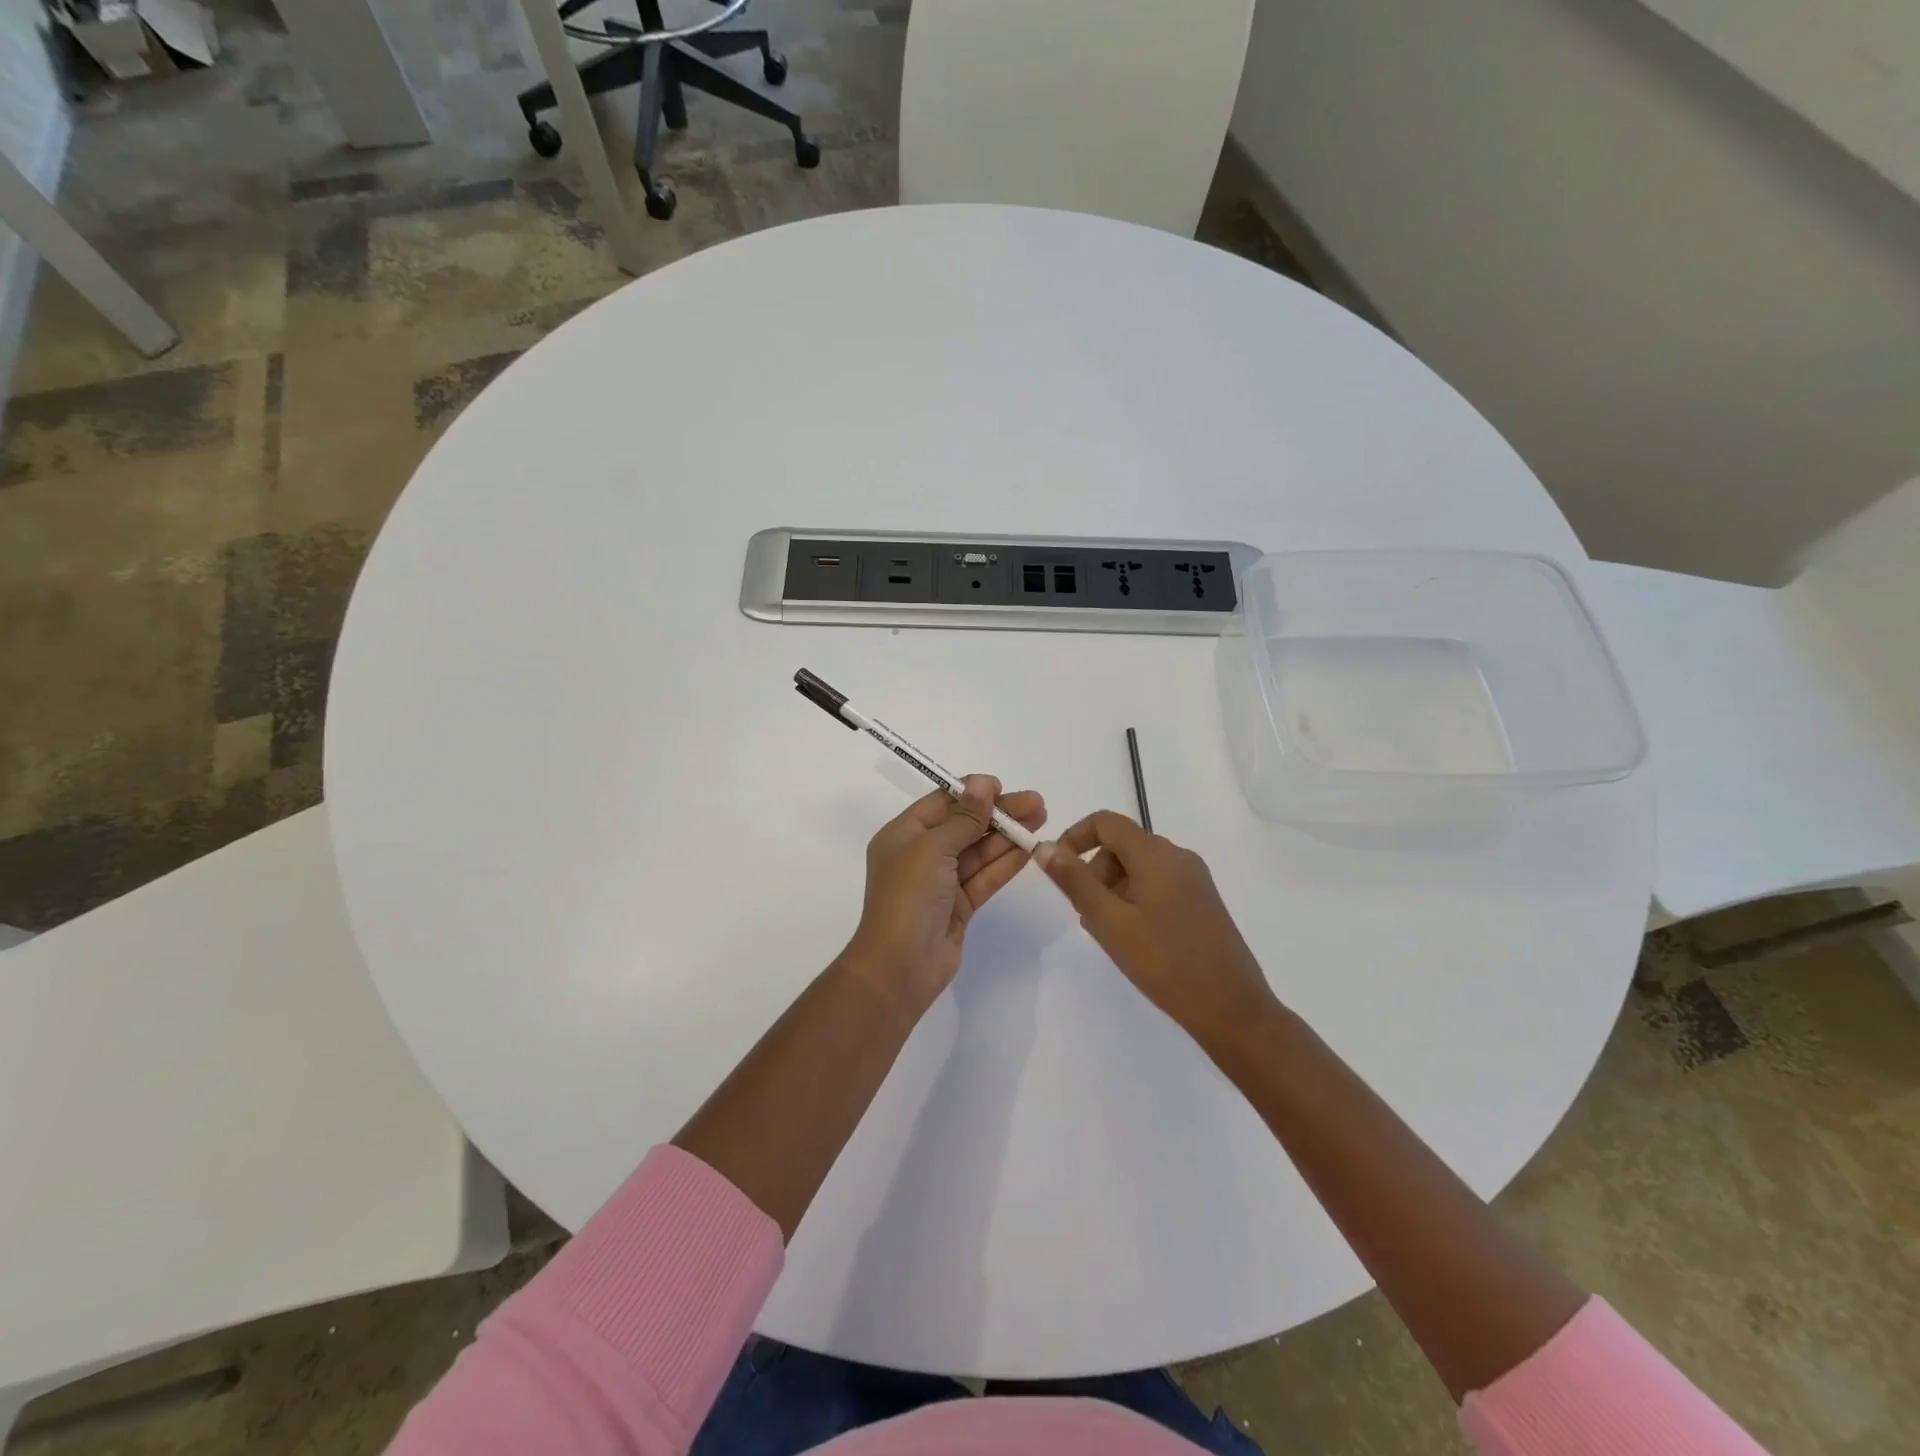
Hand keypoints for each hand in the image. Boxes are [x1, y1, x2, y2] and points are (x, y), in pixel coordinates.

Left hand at [841, 776, 1046, 1017]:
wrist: (901, 966)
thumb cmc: (909, 897)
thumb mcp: (933, 848)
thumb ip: (964, 817)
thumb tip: (983, 782)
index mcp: (903, 835)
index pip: (942, 803)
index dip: (973, 793)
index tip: (1003, 787)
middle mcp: (921, 855)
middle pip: (965, 825)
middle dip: (999, 814)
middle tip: (1037, 803)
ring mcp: (941, 882)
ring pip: (979, 851)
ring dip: (1008, 835)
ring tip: (1042, 819)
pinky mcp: (959, 906)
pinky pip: (985, 876)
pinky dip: (1006, 862)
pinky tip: (1030, 848)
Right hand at [1035, 812, 1276, 1046]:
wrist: (1232, 1007)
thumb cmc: (1164, 962)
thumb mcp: (1109, 921)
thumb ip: (1075, 881)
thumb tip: (1045, 847)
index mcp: (1155, 854)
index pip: (1106, 822)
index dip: (1075, 836)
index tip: (1058, 869)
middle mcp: (1177, 856)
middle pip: (1122, 845)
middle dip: (1094, 871)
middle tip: (1085, 914)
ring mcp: (1194, 878)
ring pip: (1139, 867)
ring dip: (1114, 888)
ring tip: (1109, 933)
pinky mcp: (1203, 900)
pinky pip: (1159, 883)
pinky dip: (1136, 898)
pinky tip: (1135, 938)